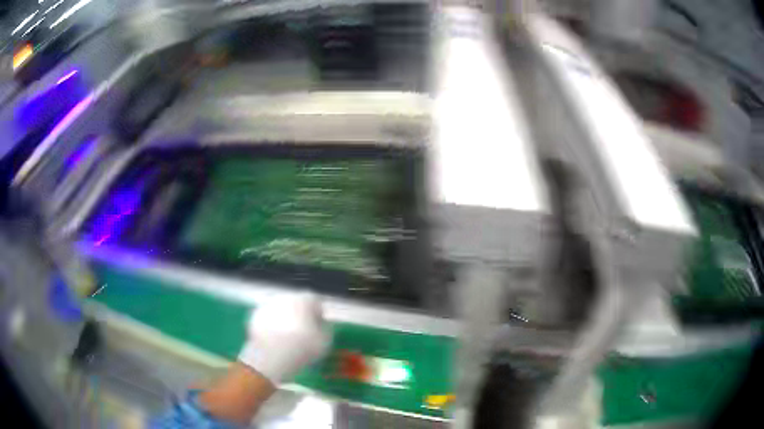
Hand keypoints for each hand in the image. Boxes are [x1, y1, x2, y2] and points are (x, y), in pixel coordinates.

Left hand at [238, 293, 330, 384]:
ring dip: (286, 320)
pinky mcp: (256, 316)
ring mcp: (268, 305)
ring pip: (281, 310)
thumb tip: (324, 325)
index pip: (316, 302)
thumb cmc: (303, 348)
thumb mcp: (325, 342)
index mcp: (304, 299)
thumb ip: (327, 330)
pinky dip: (273, 326)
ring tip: (288, 339)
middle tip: (304, 334)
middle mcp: (285, 297)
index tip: (319, 329)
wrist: (271, 356)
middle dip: (301, 315)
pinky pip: (269, 319)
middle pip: (297, 303)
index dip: (319, 315)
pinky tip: (275, 341)